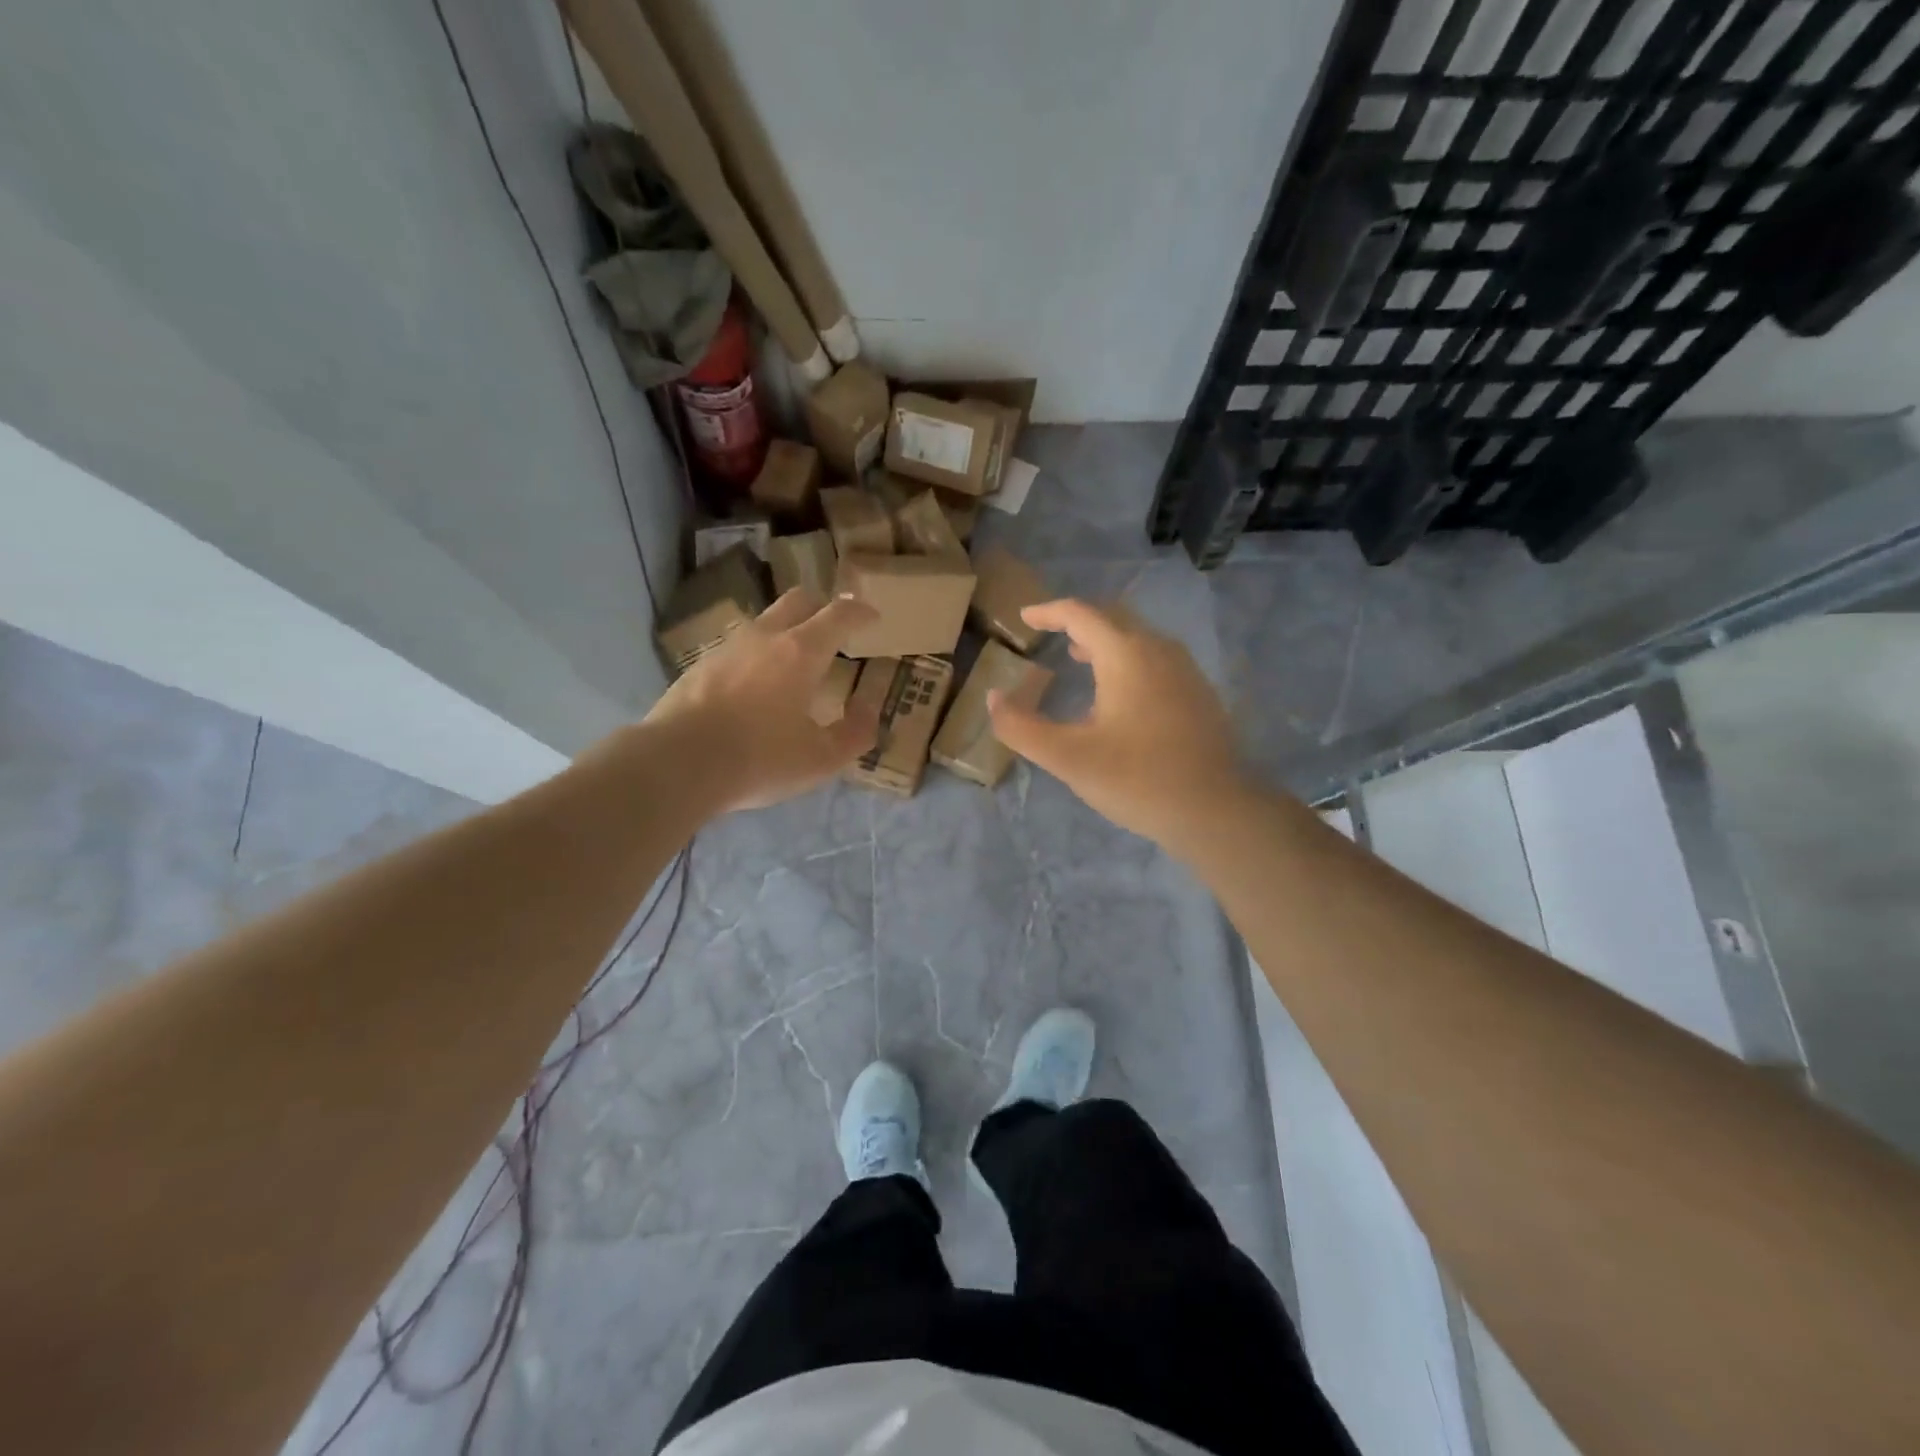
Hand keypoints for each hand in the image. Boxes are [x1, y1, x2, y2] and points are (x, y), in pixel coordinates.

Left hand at [643, 588, 879, 812]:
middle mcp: (764, 637)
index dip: (860, 613)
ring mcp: (727, 648)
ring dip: (786, 631)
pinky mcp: (699, 666)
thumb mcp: (821, 759)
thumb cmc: (760, 759)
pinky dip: (757, 656)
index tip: (873, 618)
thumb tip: (867, 710)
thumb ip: (855, 733)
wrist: (677, 764)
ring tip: (795, 662)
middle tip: (834, 629)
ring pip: (764, 622)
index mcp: (801, 652)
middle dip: (822, 607)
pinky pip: (738, 648)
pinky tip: (755, 687)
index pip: (839, 615)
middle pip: (798, 600)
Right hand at [988, 598, 1248, 852]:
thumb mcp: (1068, 758)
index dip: (1049, 612)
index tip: (1025, 618)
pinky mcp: (1200, 694)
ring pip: (1138, 639)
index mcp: (1126, 655)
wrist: (1216, 810)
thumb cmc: (1137, 779)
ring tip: (1079, 659)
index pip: (1081, 614)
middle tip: (1050, 634)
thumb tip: (993, 699)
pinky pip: (1156, 660)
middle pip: (1113, 619)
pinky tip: (1120, 695)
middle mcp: (1159, 650)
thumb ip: (1021, 727)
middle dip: (1078, 622)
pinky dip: (1128, 661)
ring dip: (1105, 641)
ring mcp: (1185, 671)